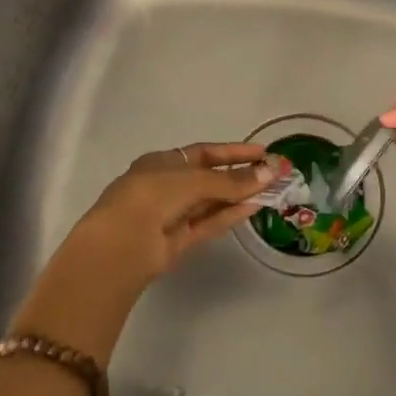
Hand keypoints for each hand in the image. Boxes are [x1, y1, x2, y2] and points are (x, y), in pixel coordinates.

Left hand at [11, 144, 276, 364]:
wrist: (121, 244)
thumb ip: (231, 180)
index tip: (261, 151)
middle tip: (273, 173)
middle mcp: (166, 186)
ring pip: (211, 203)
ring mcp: (171, 216)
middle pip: (209, 178)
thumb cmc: (152, 195)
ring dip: (239, 196)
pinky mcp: (178, 242)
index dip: (233, 151)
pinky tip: (253, 207)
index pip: (203, 153)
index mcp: (161, 162)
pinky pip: (208, 224)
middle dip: (240, 175)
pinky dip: (229, 216)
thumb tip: (268, 173)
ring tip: (271, 190)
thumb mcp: (193, 179)